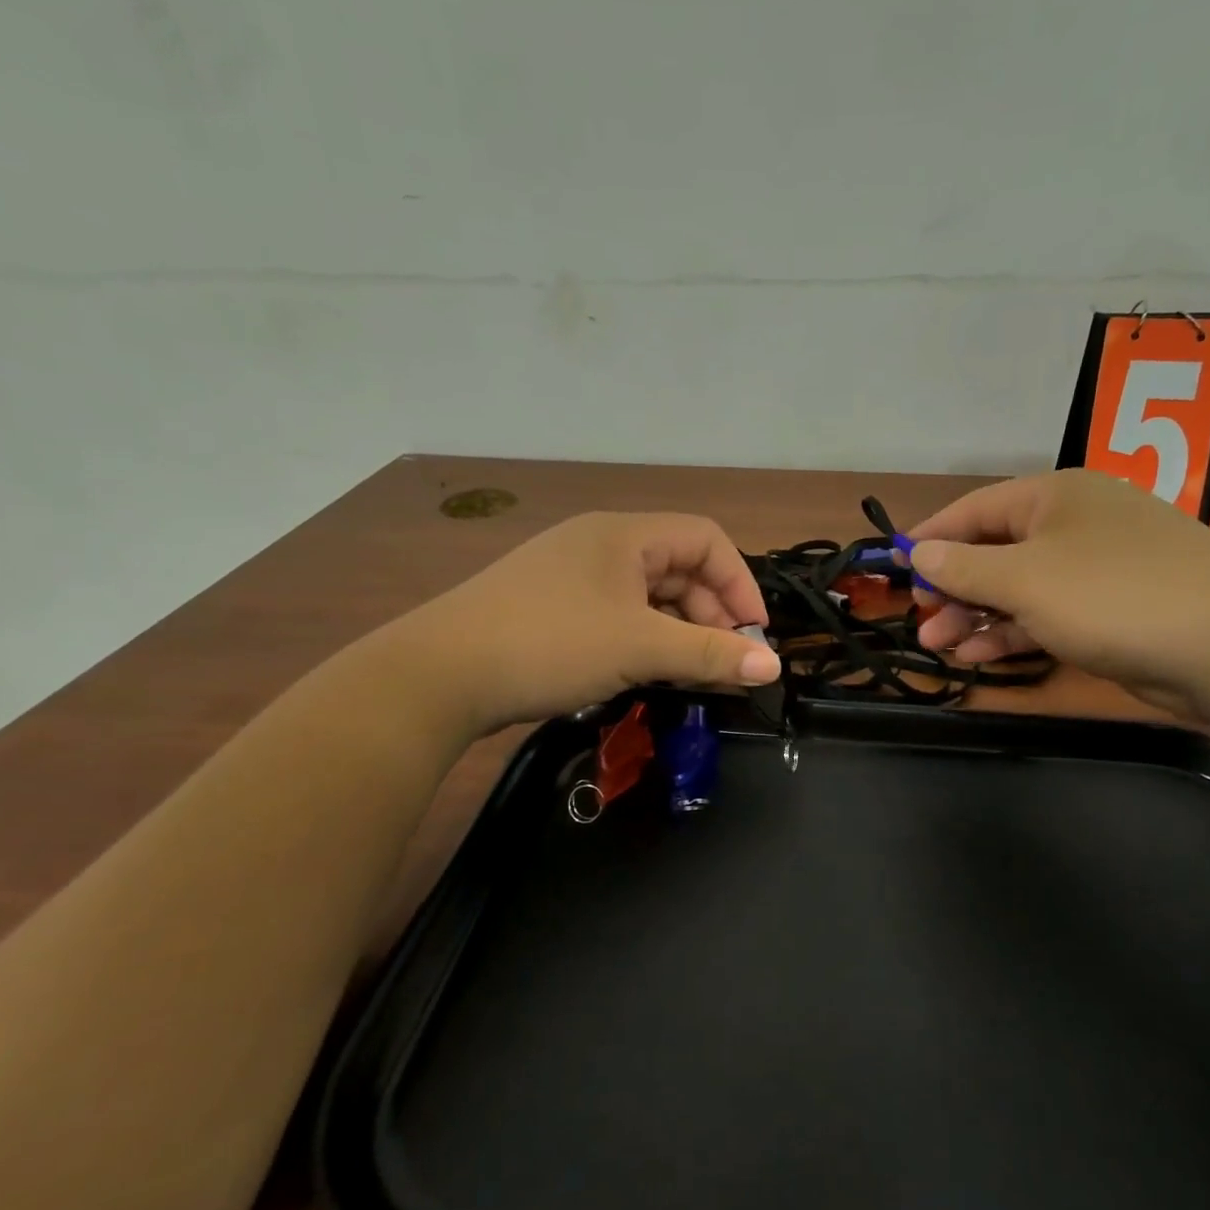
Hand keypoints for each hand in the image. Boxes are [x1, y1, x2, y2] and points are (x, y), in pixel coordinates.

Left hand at [381, 512, 779, 733]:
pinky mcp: (552, 608)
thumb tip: (773, 667)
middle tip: (723, 664)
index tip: (752, 636)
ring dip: (679, 632)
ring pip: (649, 596)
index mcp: (624, 534)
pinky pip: (619, 615)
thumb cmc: (549, 644)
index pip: (706, 539)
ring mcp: (572, 576)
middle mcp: (600, 544)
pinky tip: (646, 673)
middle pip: (679, 568)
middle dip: (711, 614)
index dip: (739, 583)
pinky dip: (644, 640)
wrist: (435, 675)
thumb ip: (709, 655)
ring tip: (689, 675)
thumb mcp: (639, 648)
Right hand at [906, 471, 1209, 717]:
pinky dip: (1014, 633)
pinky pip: (1048, 614)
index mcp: (1055, 496)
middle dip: (953, 587)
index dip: (930, 538)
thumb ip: (963, 566)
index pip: (974, 509)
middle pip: (995, 550)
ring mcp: (1097, 568)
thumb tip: (917, 552)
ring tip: (941, 645)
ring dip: (978, 616)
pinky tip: (981, 657)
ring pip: (1019, 587)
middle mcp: (1075, 524)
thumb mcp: (1024, 579)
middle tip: (922, 622)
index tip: (893, 568)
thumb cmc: (1113, 596)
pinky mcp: (1113, 610)